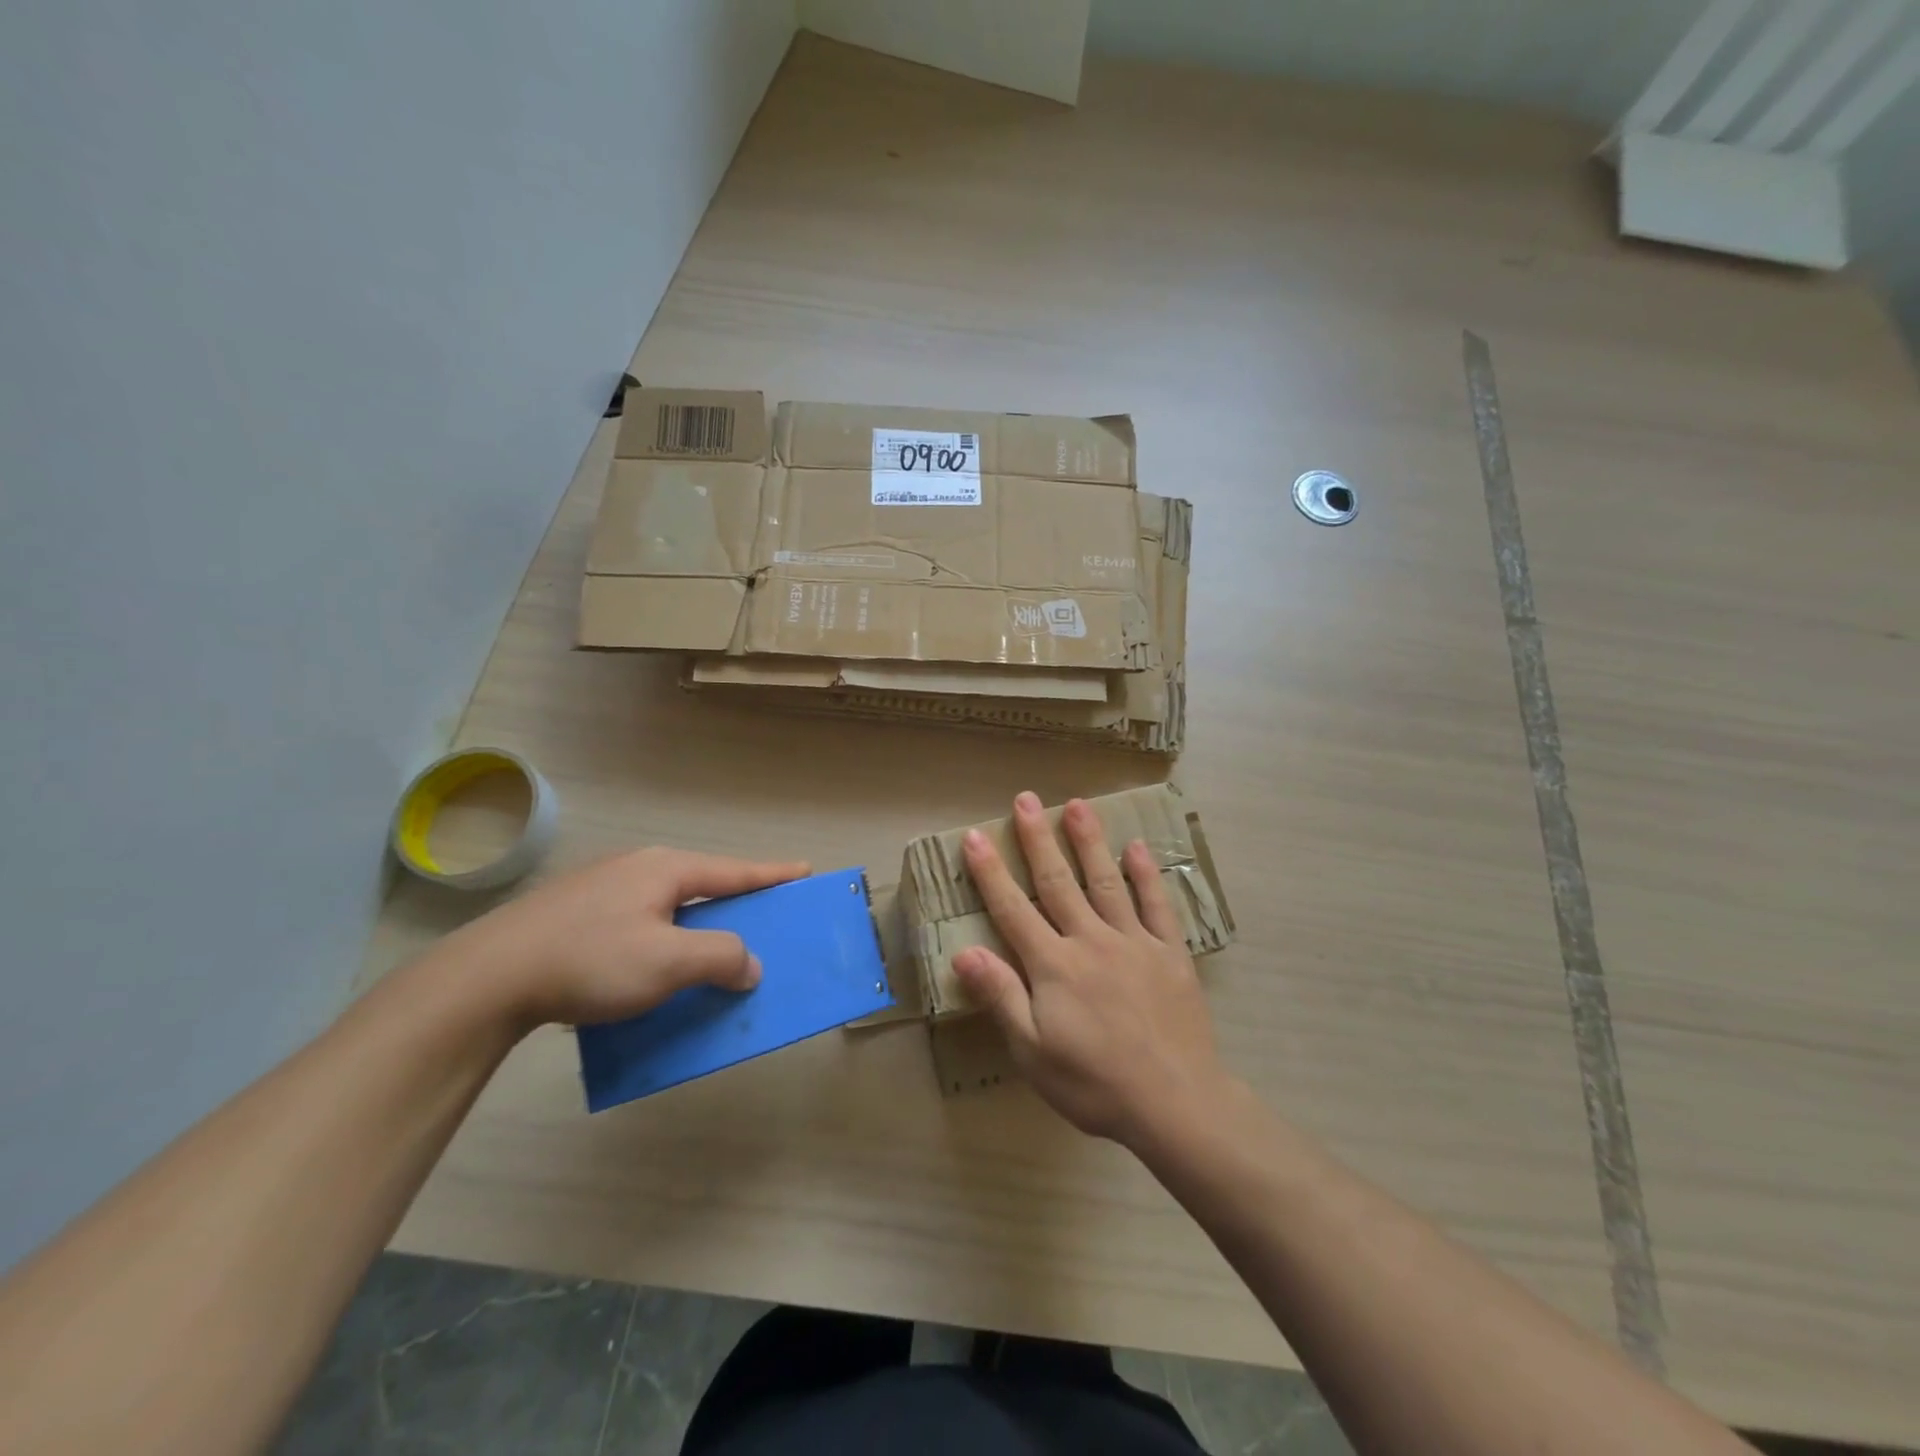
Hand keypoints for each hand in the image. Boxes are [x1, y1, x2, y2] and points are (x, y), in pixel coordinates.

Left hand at [446, 847, 808, 1029]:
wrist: (487, 977)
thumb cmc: (591, 960)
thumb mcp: (668, 962)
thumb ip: (720, 957)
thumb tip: (749, 964)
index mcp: (666, 870)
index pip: (735, 871)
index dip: (773, 874)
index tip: (805, 871)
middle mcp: (638, 869)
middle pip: (703, 884)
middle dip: (734, 903)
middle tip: (761, 919)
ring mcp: (602, 888)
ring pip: (668, 905)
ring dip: (695, 926)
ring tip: (708, 950)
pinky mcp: (575, 913)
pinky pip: (639, 921)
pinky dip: (662, 938)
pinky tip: (650, 966)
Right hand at [953, 791, 1232, 1146]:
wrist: (1176, 1103)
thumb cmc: (1094, 1083)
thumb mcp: (1032, 1051)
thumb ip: (1001, 996)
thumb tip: (963, 952)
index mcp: (1054, 965)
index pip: (1013, 909)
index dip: (990, 872)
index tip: (975, 837)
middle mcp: (1091, 941)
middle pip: (1058, 882)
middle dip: (1038, 839)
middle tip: (1025, 799)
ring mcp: (1134, 942)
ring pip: (1106, 881)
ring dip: (1089, 842)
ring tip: (1078, 805)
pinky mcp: (1169, 953)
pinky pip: (1157, 905)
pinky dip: (1147, 875)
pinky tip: (1137, 848)